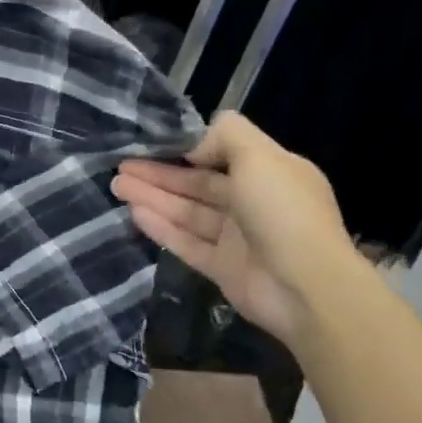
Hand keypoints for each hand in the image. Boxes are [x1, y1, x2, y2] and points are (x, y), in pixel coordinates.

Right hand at [113, 111, 359, 345]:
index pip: (221, 156)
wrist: (305, 287)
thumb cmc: (283, 212)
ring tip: (116, 186)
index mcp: (270, 174)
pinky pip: (186, 242)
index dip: (185, 149)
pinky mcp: (221, 268)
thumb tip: (195, 145)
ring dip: (152, 198)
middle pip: (197, 185)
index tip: (151, 143)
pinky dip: (161, 227)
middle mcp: (253, 204)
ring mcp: (237, 239)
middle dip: (158, 175)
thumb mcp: (261, 156)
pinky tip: (134, 214)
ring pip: (187, 213)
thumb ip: (226, 135)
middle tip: (119, 167)